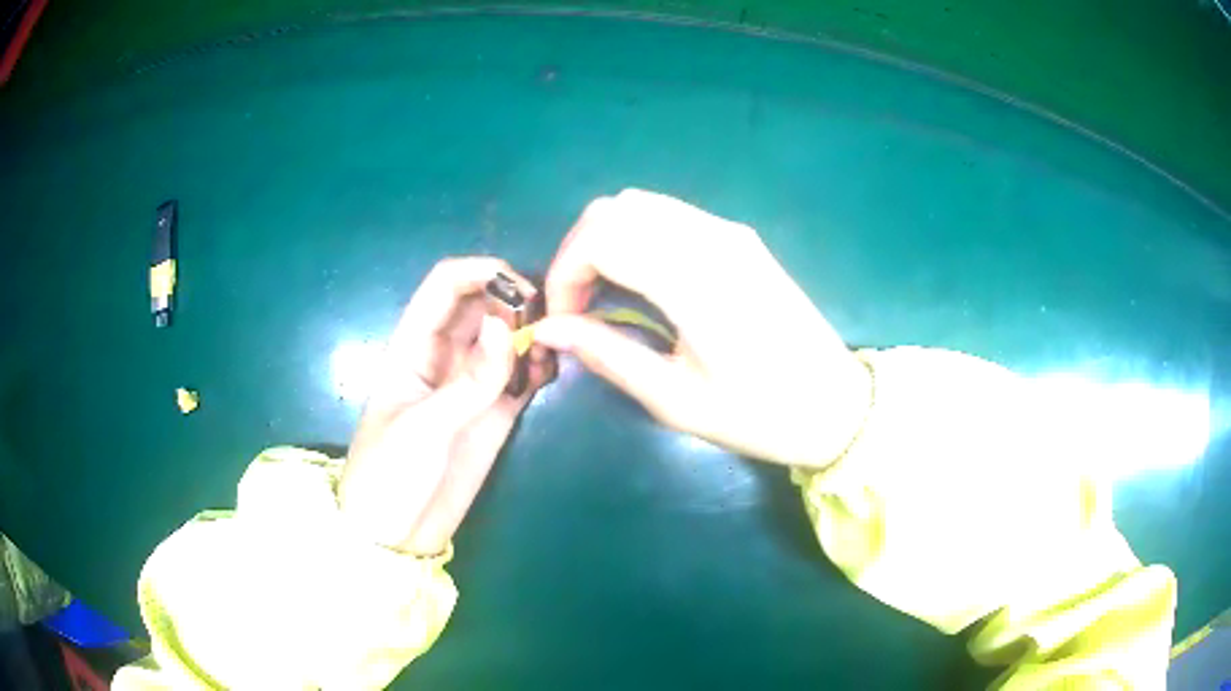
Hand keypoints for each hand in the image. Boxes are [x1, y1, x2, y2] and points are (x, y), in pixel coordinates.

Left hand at [339, 258, 554, 555]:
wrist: (396, 535)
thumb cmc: (389, 475)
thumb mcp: (423, 427)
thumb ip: (469, 381)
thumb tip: (509, 329)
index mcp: (412, 346)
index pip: (444, 286)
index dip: (481, 272)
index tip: (521, 287)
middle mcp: (444, 356)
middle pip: (482, 305)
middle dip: (514, 301)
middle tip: (548, 319)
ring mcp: (470, 385)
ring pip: (504, 338)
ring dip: (530, 333)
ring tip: (552, 347)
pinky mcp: (492, 414)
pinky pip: (520, 376)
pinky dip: (537, 366)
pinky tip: (550, 371)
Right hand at [534, 189, 871, 468]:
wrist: (836, 405)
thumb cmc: (759, 414)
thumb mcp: (675, 399)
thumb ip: (607, 354)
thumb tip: (548, 329)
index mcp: (696, 281)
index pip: (602, 238)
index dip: (565, 272)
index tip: (561, 318)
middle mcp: (712, 239)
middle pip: (616, 208)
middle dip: (578, 251)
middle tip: (575, 305)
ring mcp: (730, 232)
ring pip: (642, 204)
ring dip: (606, 239)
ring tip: (601, 293)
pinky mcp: (741, 238)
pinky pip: (670, 215)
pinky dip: (637, 236)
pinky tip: (640, 279)